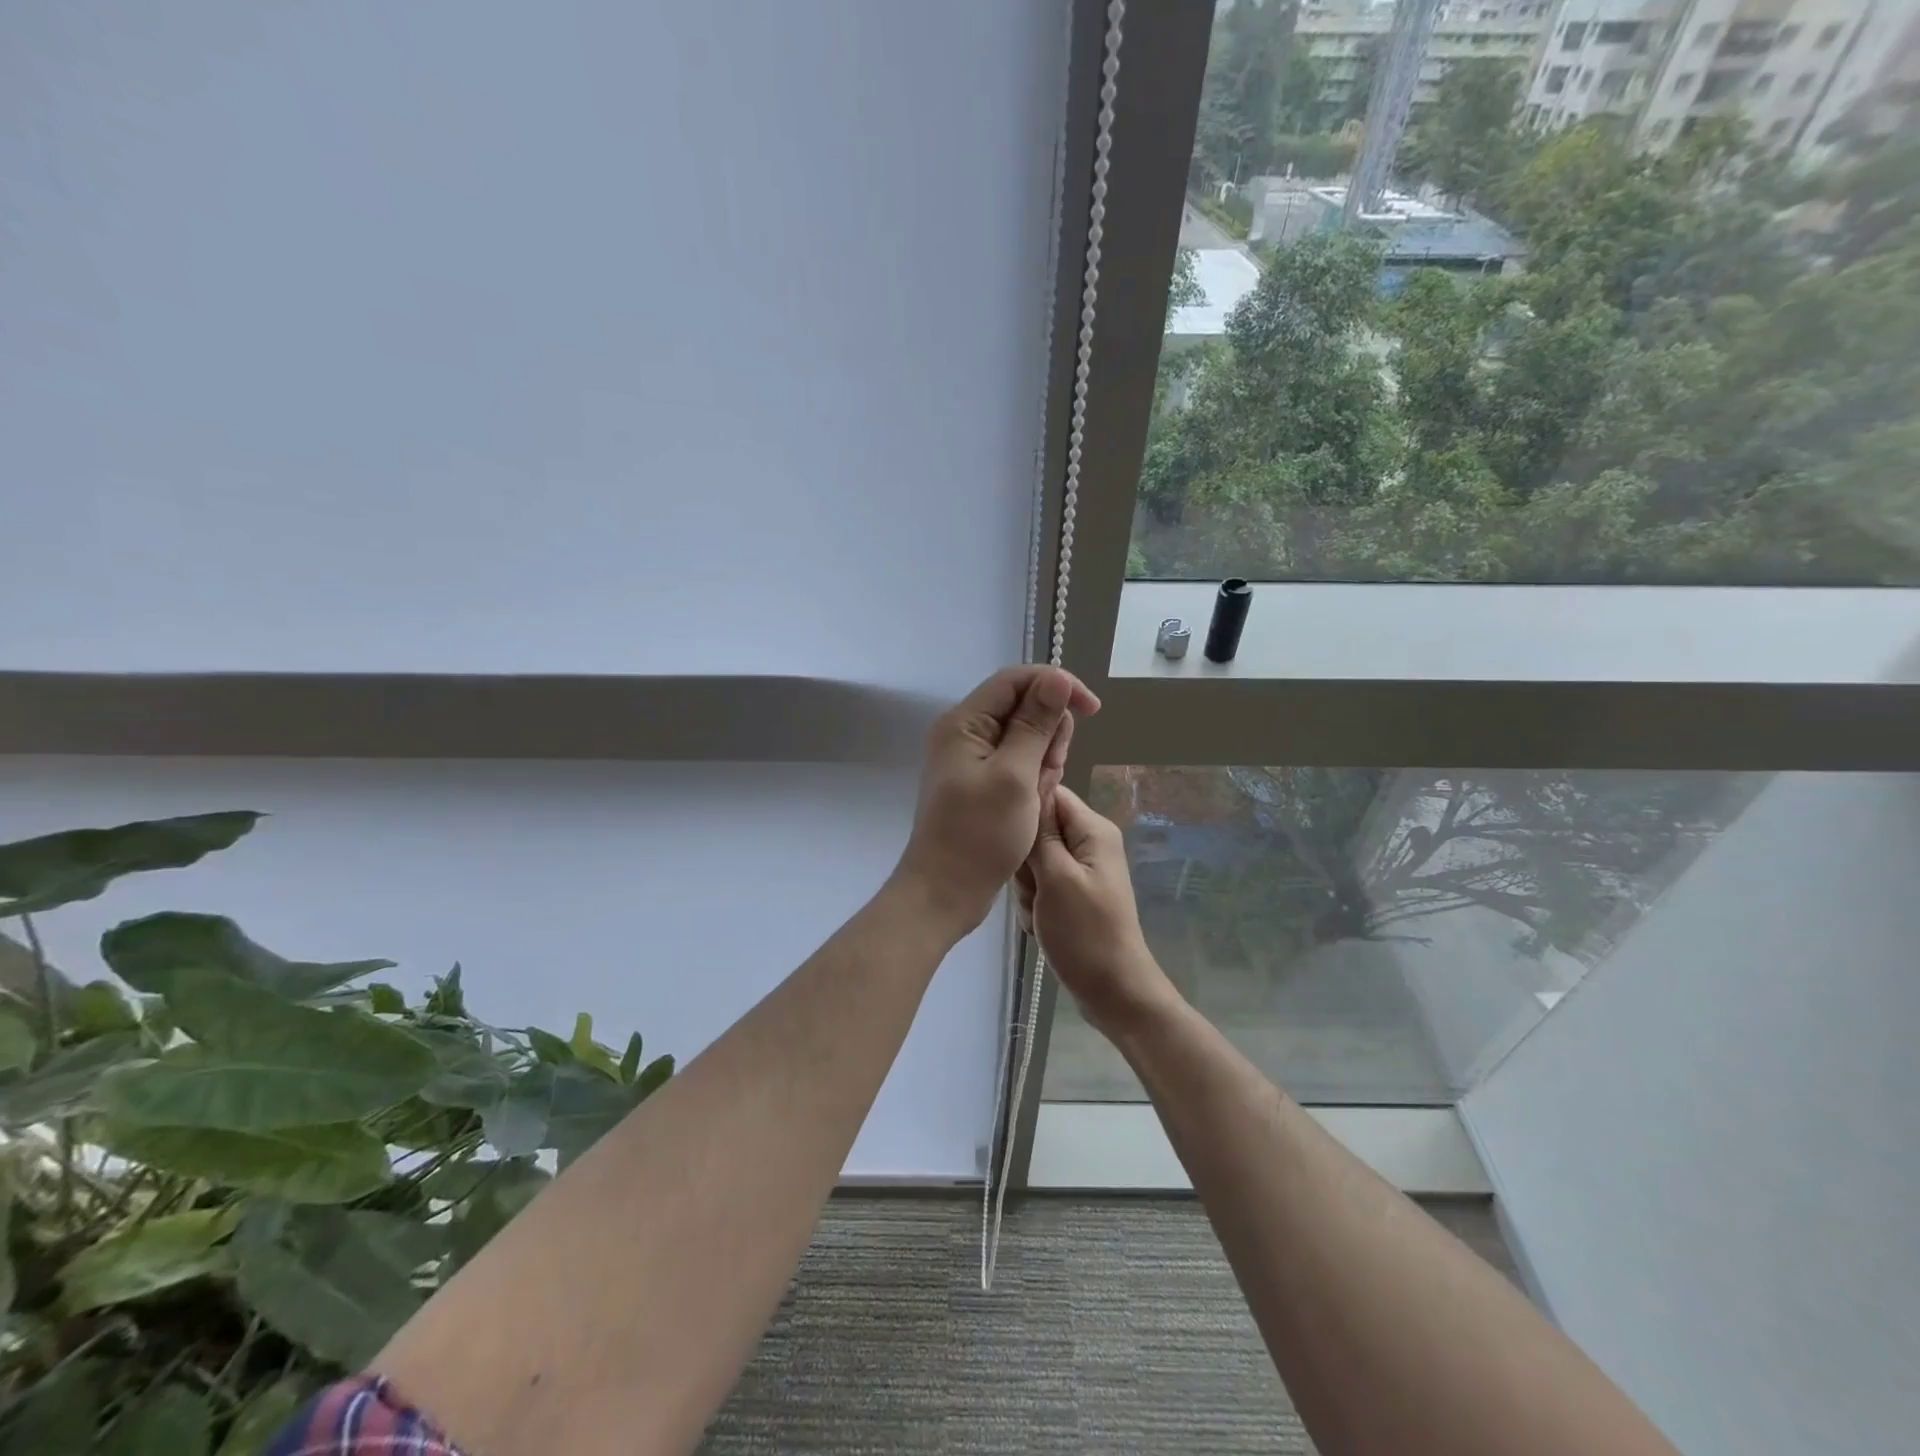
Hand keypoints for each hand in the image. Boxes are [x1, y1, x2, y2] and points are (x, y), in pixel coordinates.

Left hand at [892, 666, 1100, 938]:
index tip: (1092, 710)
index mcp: (965, 723)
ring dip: (1044, 760)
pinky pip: (1018, 764)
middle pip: (1023, 706)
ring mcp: (972, 759)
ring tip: (1039, 794)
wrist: (945, 892)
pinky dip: (1033, 778)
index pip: (1016, 680)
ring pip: (1025, 738)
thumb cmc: (979, 835)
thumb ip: (1036, 724)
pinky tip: (1035, 802)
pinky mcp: (980, 782)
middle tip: (1051, 771)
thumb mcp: (1015, 776)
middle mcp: (965, 733)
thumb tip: (1058, 678)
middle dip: (1049, 733)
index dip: (1057, 685)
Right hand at [1016, 785, 1175, 1034]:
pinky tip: (1040, 924)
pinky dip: (1035, 904)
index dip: (1025, 811)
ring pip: (1034, 861)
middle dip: (1025, 861)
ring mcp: (1080, 870)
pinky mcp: (1072, 894)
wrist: (1112, 991)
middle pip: (1038, 830)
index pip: (1050, 794)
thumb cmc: (1085, 932)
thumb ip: (1040, 834)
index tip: (1011, 839)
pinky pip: (1040, 885)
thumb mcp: (1056, 878)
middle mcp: (1089, 843)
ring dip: (1028, 888)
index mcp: (1093, 830)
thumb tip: (1030, 788)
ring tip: (1039, 912)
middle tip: (1034, 889)